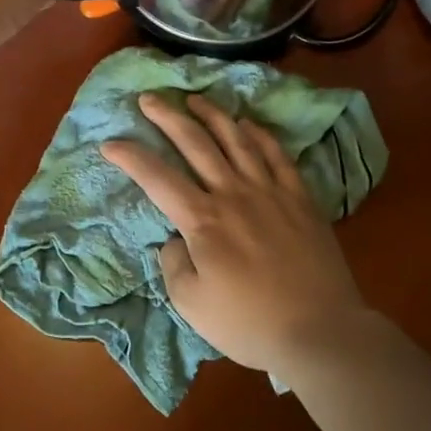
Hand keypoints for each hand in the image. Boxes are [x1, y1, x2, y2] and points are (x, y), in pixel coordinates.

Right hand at [100, 92, 370, 376]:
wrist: (320, 332)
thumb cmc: (250, 323)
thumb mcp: (192, 306)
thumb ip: (173, 265)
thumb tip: (174, 239)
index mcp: (203, 219)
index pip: (157, 177)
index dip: (130, 157)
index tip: (109, 143)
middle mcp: (232, 192)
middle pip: (195, 142)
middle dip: (167, 116)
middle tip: (149, 98)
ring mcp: (269, 189)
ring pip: (236, 138)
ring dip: (211, 114)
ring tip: (194, 99)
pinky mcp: (299, 196)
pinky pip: (276, 154)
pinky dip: (259, 133)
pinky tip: (247, 124)